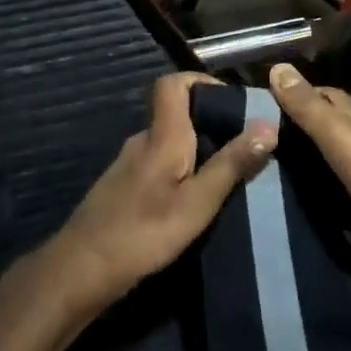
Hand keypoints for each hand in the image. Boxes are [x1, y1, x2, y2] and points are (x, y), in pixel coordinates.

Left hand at [49, 74, 277, 315]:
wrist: (82, 269)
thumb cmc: (144, 233)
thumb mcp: (198, 202)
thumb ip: (231, 164)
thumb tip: (268, 125)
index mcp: (161, 136)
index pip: (172, 84)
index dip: (201, 81)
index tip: (232, 103)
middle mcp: (142, 141)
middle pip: (175, 114)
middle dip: (211, 123)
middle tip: (243, 148)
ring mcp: (128, 165)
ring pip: (168, 143)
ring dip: (197, 151)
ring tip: (226, 176)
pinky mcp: (123, 188)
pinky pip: (158, 165)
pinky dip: (179, 171)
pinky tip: (193, 200)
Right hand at [267, 64, 350, 306]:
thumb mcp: (342, 138)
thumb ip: (310, 108)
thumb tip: (277, 67)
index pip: (323, 95)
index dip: (292, 92)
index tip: (252, 99)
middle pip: (321, 129)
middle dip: (288, 129)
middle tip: (243, 135)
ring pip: (321, 163)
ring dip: (294, 162)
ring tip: (251, 164)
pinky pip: (325, 195)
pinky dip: (304, 193)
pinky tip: (280, 199)